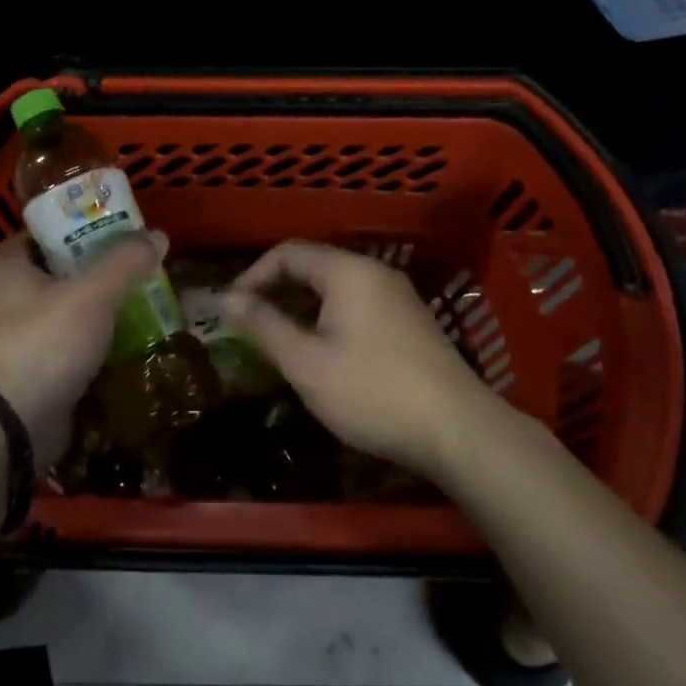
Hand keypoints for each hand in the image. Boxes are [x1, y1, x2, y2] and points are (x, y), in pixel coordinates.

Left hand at [0, 232, 164, 467]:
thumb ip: (125, 262)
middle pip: (52, 273)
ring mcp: (11, 341)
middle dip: (89, 269)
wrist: (13, 427)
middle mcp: (2, 301)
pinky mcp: (24, 375)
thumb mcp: (93, 294)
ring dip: (91, 310)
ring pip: (58, 313)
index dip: (70, 227)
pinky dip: (86, 344)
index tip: (106, 228)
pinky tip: (118, 345)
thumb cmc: (47, 343)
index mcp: (8, 270)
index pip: (37, 235)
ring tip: (133, 304)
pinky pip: (60, 348)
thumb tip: (157, 235)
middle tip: (129, 266)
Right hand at [224, 242, 504, 478]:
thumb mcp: (307, 363)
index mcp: (348, 271)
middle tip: (250, 328)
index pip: (287, 253)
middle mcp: (374, 273)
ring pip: (335, 289)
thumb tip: (226, 299)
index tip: (231, 310)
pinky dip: (328, 320)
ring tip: (280, 344)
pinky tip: (322, 355)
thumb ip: (264, 326)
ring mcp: (397, 297)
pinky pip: (356, 306)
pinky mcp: (410, 322)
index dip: (253, 276)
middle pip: (312, 266)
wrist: (460, 432)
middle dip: (275, 292)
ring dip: (301, 309)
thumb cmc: (373, 392)